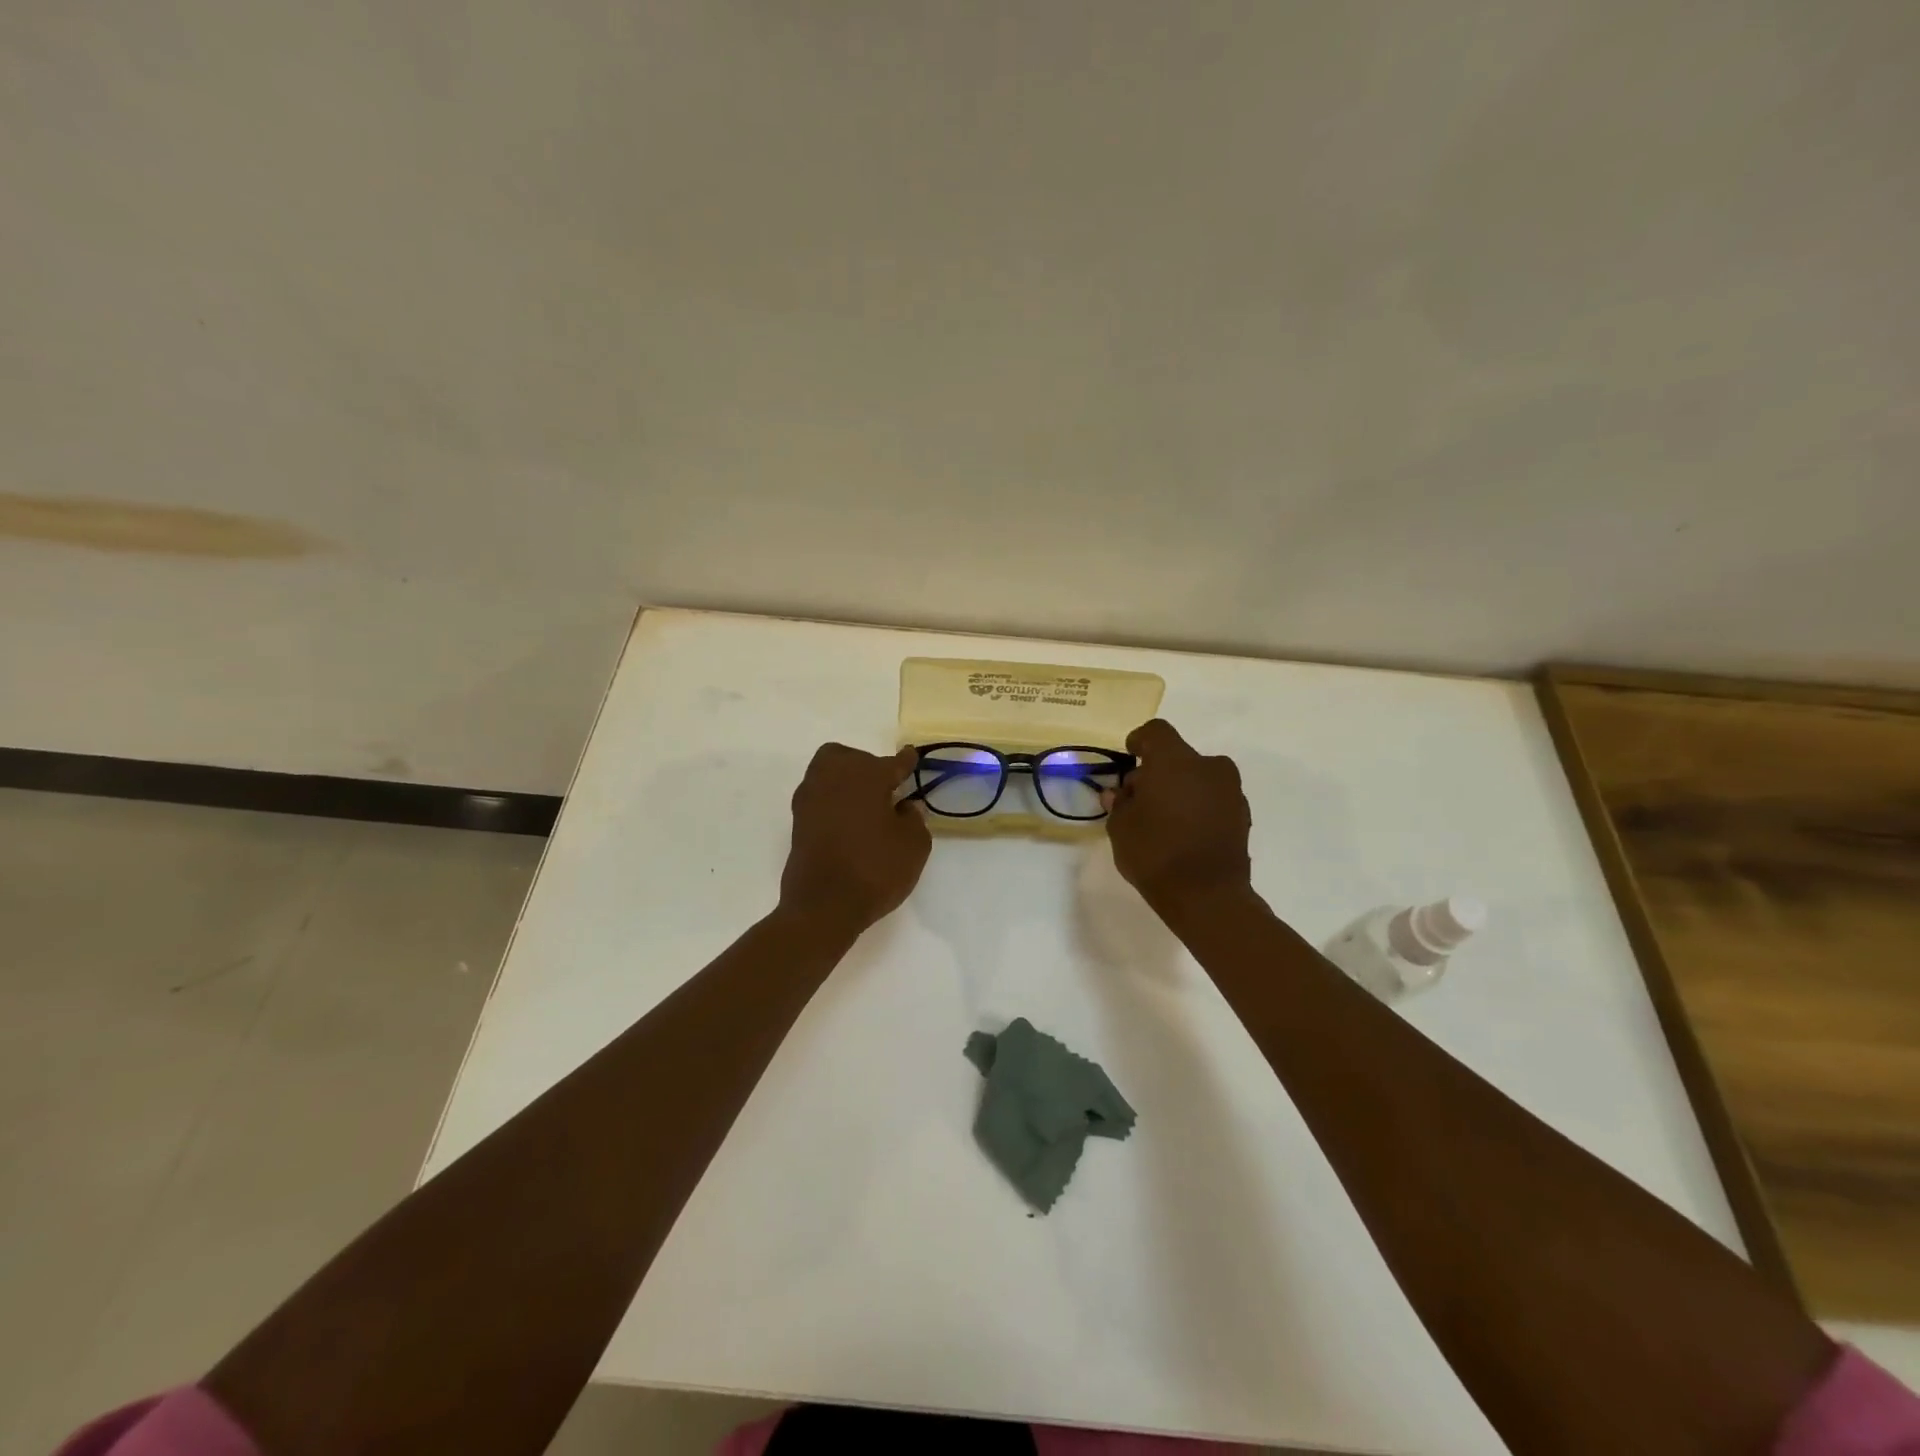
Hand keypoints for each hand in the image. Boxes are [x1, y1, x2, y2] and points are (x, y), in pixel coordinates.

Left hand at [779, 743, 931, 935]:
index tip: (911, 757)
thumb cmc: (875, 870)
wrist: (823, 906)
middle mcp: (834, 777)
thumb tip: (903, 807)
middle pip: (850, 758)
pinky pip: (819, 797)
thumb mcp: (914, 846)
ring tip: (866, 805)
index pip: (892, 763)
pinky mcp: (798, 821)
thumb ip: (914, 819)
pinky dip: (834, 801)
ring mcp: (811, 798)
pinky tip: (848, 821)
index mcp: (866, 775)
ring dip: (846, 781)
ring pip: (828, 772)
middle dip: (867, 766)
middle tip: (885, 789)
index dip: (905, 762)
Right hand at [1105, 719, 1252, 918]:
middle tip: (1140, 799)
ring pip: (1198, 777)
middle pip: (1178, 756)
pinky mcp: (1243, 815)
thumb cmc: (1155, 853)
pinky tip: (1184, 832)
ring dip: (1180, 789)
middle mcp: (1208, 766)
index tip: (1130, 756)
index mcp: (1174, 760)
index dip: (1140, 741)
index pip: (1156, 732)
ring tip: (1163, 819)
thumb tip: (1120, 794)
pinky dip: (1198, 807)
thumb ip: (1119, 804)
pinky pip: (1213, 799)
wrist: (1207, 896)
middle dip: (1158, 772)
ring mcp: (1230, 790)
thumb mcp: (1120, 827)